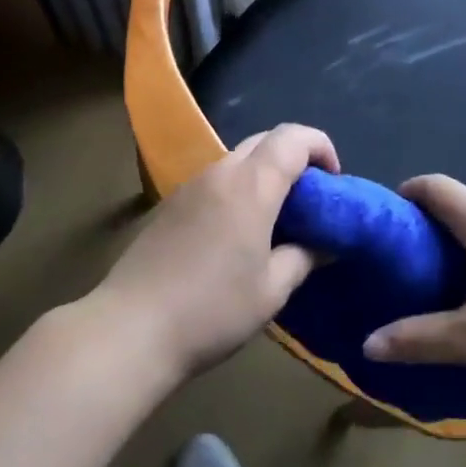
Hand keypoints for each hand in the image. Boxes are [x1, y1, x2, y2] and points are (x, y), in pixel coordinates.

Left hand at [93, 124, 338, 381]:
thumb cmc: (212, 310)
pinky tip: (237, 233)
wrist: (131, 329)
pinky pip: (214, 180)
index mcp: (251, 185)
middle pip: (264, 141)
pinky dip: (238, 190)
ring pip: (237, 159)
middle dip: (294, 158)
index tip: (333, 180)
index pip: (293, 138)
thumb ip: (304, 257)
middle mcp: (219, 173)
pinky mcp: (169, 205)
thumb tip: (324, 244)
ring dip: (264, 174)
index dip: (321, 147)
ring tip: (275, 218)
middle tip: (309, 199)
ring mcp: (189, 186)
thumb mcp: (272, 290)